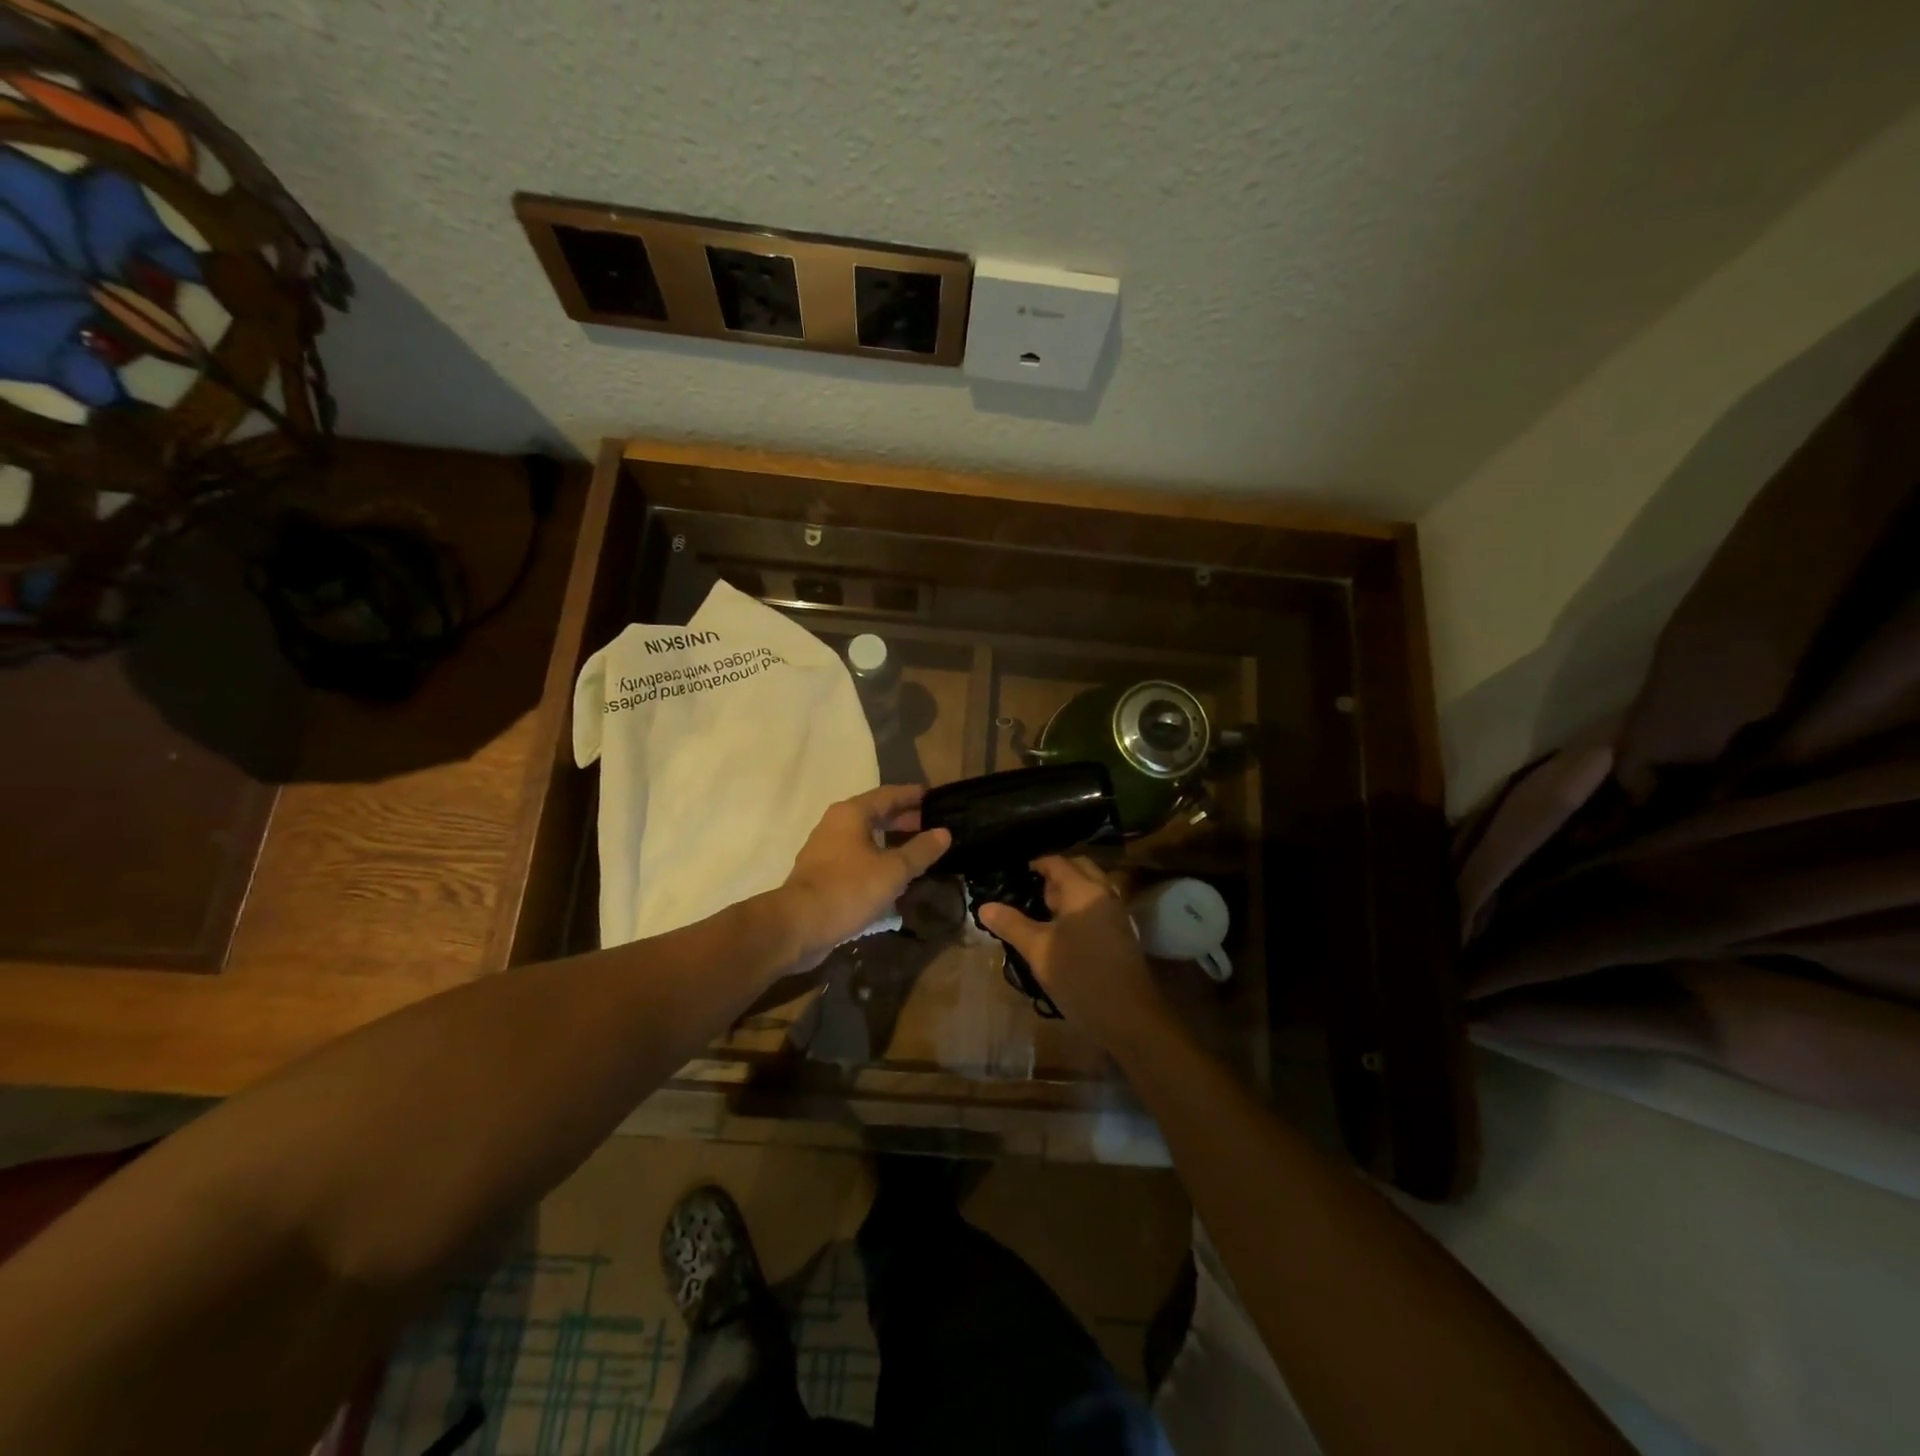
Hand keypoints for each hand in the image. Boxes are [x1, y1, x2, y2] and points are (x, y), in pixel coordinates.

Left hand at [778, 786, 950, 969]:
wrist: (798, 925)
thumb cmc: (849, 889)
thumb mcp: (893, 870)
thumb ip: (921, 850)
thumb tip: (944, 832)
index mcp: (851, 813)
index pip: (888, 795)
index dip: (913, 795)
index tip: (935, 798)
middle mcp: (835, 824)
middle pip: (875, 814)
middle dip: (903, 819)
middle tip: (931, 826)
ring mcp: (825, 848)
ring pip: (864, 836)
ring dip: (889, 840)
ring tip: (916, 851)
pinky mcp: (821, 872)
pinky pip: (855, 856)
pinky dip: (875, 858)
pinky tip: (890, 875)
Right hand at [977, 856, 1168, 1054]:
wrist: (1128, 1016)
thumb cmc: (1079, 975)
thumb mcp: (1037, 950)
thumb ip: (1011, 924)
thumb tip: (984, 906)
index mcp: (1084, 890)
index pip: (1057, 862)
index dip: (1035, 864)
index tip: (1014, 874)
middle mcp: (1104, 893)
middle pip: (1078, 869)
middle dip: (1054, 876)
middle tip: (1030, 893)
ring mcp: (1117, 914)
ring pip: (1091, 889)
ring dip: (1068, 894)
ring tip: (1042, 914)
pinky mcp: (1122, 934)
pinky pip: (1098, 907)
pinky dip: (1080, 909)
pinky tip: (1062, 932)